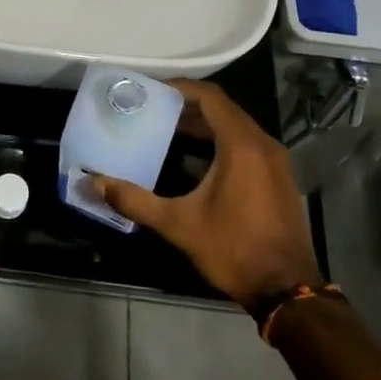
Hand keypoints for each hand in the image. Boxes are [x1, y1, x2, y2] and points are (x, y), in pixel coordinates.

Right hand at [92, 79, 321, 309]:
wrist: (287, 290)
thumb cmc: (233, 249)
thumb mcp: (178, 224)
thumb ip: (134, 199)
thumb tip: (93, 183)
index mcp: (241, 146)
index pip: (210, 97)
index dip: (180, 88)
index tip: (150, 91)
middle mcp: (262, 145)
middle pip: (222, 109)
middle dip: (186, 107)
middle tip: (151, 110)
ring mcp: (275, 162)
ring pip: (235, 127)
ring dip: (203, 125)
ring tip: (166, 131)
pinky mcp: (278, 178)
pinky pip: (246, 145)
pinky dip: (219, 142)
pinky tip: (194, 160)